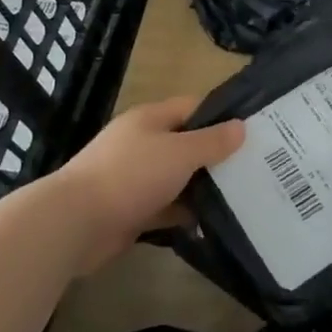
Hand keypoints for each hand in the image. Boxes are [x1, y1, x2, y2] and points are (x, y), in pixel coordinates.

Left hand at [44, 96, 243, 271]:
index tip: (254, 130)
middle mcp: (142, 144)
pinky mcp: (131, 210)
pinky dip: (185, 213)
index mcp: (150, 119)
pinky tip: (211, 221)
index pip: (193, 107)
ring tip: (243, 194)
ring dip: (203, 186)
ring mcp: (135, 178)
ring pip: (178, 177)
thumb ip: (212, 141)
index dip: (222, 115)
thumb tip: (241, 127)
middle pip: (187, 143)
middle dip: (217, 154)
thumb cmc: (131, 175)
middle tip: (255, 165)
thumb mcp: (180, 152)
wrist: (75, 223)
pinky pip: (166, 207)